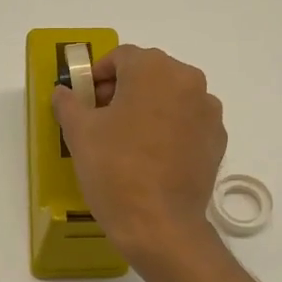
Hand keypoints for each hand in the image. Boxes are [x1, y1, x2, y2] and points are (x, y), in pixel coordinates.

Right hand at [51, 45, 226, 266]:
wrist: (159, 224)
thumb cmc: (115, 169)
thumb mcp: (79, 133)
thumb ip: (69, 103)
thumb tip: (64, 92)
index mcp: (154, 69)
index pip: (121, 57)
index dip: (97, 75)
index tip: (84, 100)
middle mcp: (189, 81)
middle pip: (149, 74)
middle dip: (123, 90)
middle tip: (100, 119)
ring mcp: (209, 112)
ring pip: (171, 98)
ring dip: (148, 109)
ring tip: (127, 140)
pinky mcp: (217, 141)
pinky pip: (188, 124)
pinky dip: (169, 130)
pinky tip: (152, 157)